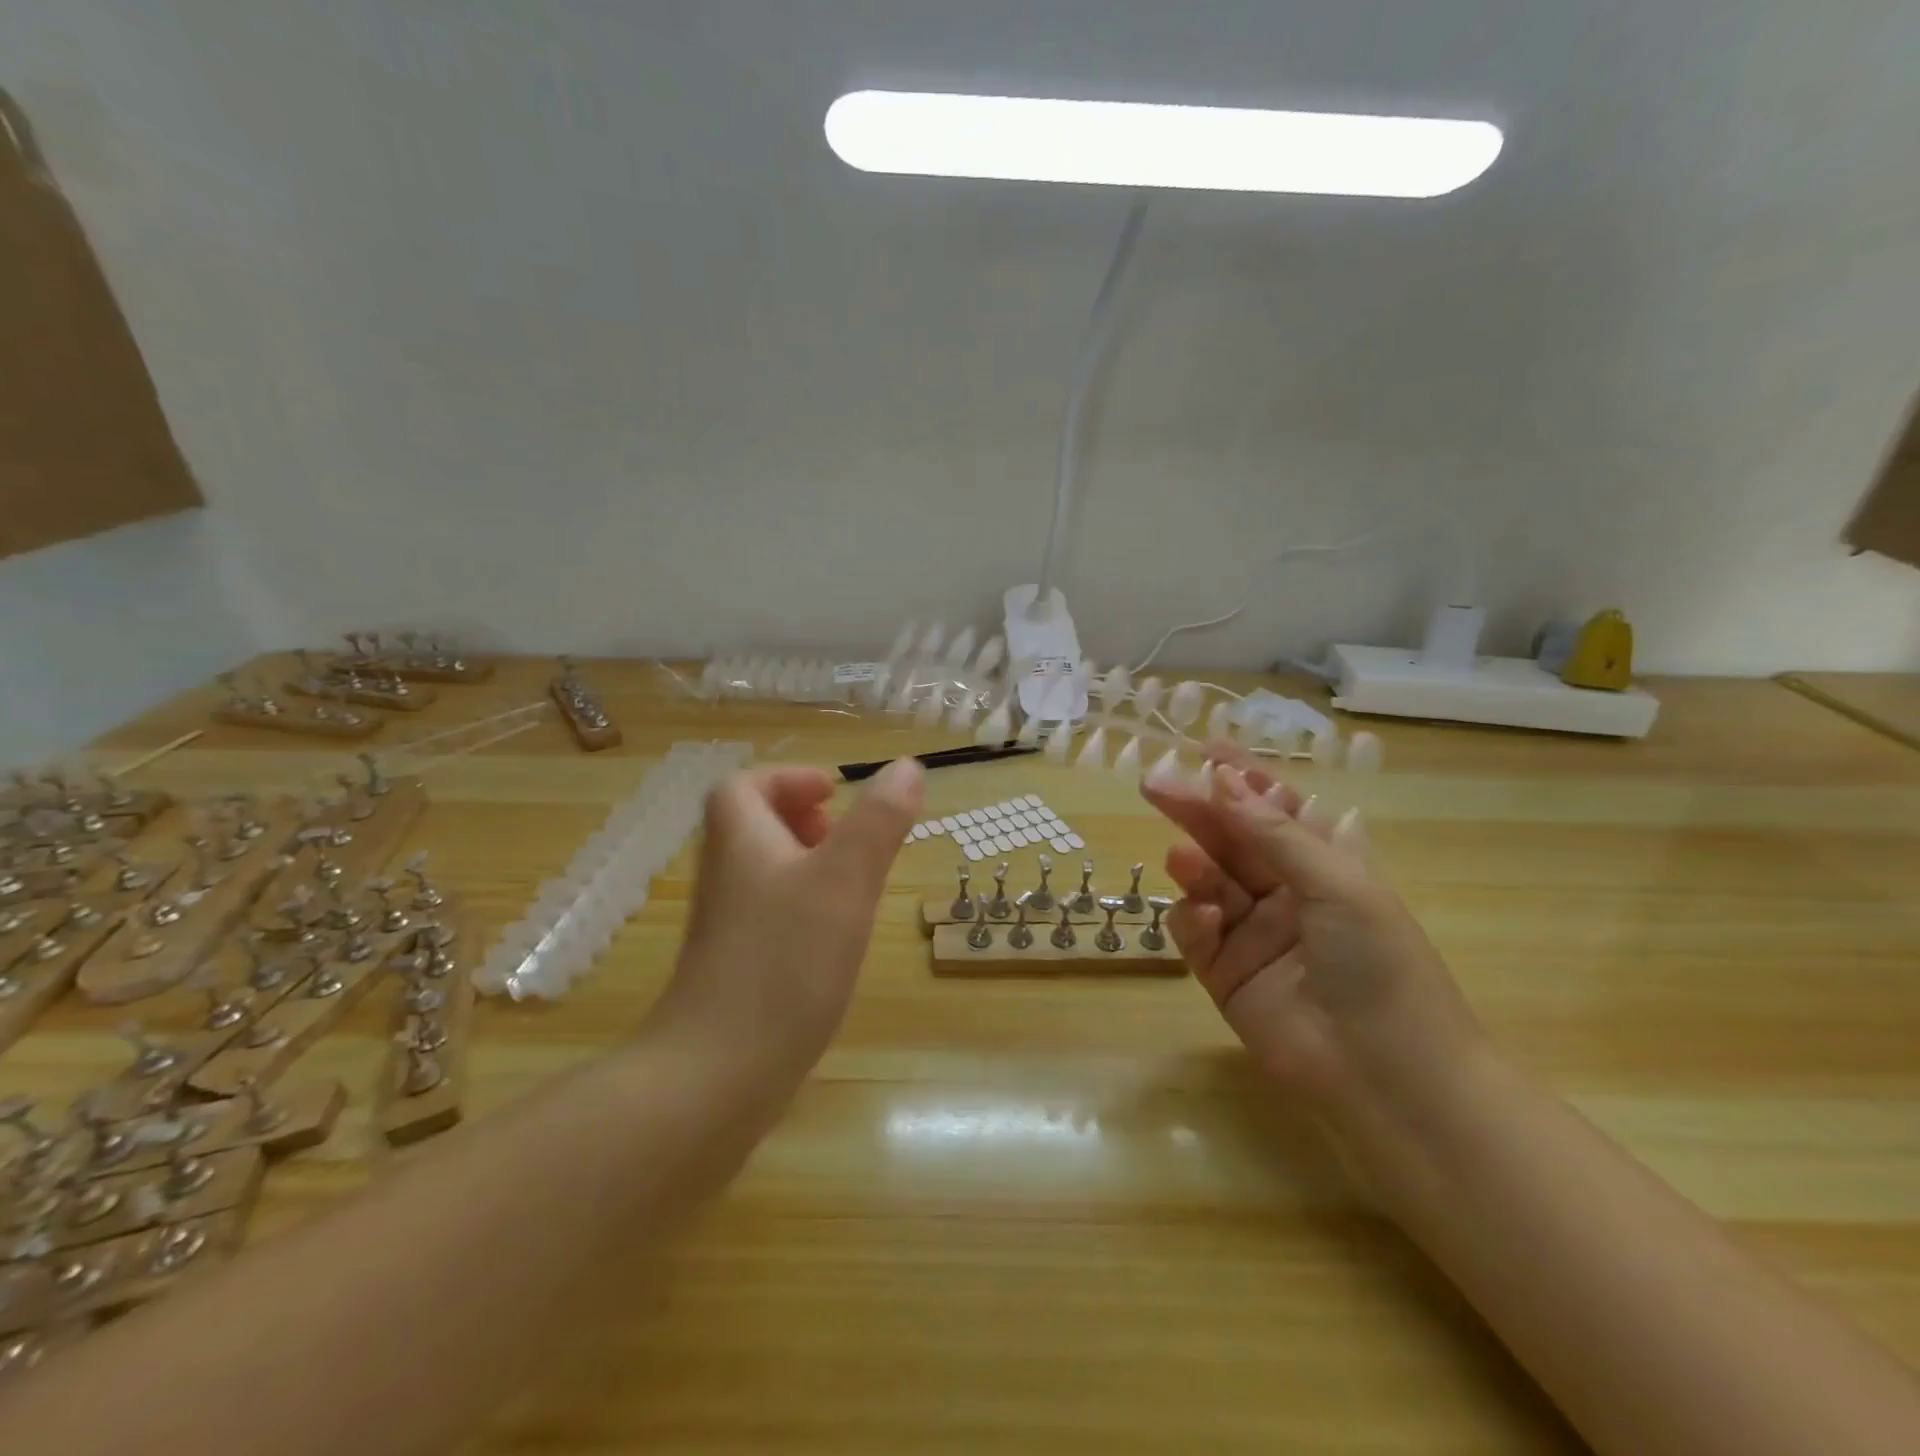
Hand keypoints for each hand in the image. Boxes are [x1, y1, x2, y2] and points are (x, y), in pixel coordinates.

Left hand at [650, 758, 923, 1082]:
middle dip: (801, 821)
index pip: (742, 787)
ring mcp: (726, 927)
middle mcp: (725, 878)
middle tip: (845, 838)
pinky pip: (769, 915)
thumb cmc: (785, 962)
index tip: (834, 794)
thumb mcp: (845, 880)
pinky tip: (836, 939)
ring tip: (852, 885)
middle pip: (752, 827)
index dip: (787, 779)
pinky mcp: (735, 969)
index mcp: (740, 843)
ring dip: (807, 865)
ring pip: (764, 873)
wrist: (716, 1077)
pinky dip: (803, 909)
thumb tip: (906, 766)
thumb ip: (879, 821)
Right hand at [1141, 741, 1483, 1129]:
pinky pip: (1196, 933)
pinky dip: (1193, 920)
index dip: (1242, 778)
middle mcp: (1286, 893)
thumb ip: (1272, 832)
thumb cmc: (1379, 965)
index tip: (1203, 749)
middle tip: (1155, 785)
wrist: (1388, 1078)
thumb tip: (1221, 778)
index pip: (1275, 809)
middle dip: (1197, 810)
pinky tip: (1206, 919)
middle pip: (1231, 839)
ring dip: (1194, 865)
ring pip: (1208, 882)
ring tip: (1185, 860)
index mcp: (1324, 864)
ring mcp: (1253, 933)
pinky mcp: (1225, 973)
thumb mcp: (1337, 883)